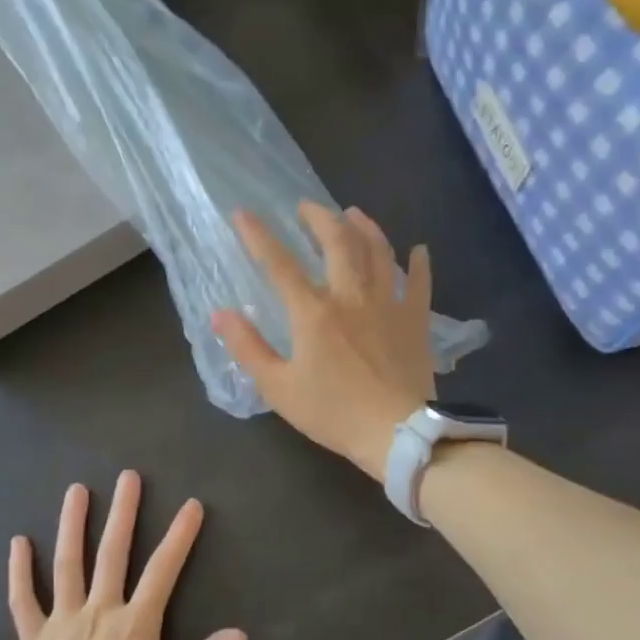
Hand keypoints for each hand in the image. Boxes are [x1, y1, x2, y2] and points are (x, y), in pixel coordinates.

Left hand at [8, 471, 247, 639]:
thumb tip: (241, 635)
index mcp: (136, 624)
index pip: (164, 569)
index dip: (180, 536)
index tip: (191, 505)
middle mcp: (100, 610)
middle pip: (113, 552)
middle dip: (124, 512)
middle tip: (128, 476)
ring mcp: (63, 620)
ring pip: (68, 563)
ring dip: (73, 524)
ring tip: (76, 490)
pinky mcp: (33, 637)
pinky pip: (24, 598)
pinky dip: (20, 570)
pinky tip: (19, 541)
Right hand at [212, 202, 434, 479]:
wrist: (396, 432)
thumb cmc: (333, 412)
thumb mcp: (278, 387)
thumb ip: (247, 348)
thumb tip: (220, 315)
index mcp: (313, 312)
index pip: (279, 264)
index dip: (258, 236)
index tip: (243, 214)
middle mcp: (351, 296)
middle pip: (337, 243)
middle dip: (319, 218)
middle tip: (306, 206)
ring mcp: (388, 304)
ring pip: (378, 252)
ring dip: (365, 227)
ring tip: (354, 213)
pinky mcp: (415, 320)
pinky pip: (419, 283)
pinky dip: (418, 264)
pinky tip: (418, 250)